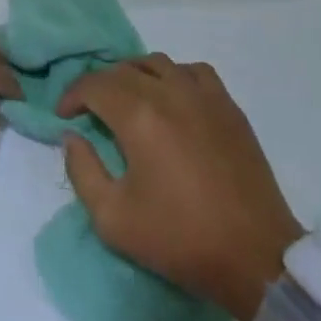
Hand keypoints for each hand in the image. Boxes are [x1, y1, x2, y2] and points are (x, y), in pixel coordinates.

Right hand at [58, 53, 303, 320]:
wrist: (255, 257)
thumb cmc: (179, 239)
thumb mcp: (112, 219)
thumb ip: (82, 171)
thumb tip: (72, 138)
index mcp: (139, 116)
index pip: (94, 84)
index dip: (72, 95)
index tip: (64, 116)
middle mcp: (170, 93)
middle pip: (123, 70)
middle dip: (98, 86)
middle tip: (90, 112)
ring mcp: (204, 96)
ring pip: (158, 63)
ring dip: (134, 75)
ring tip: (127, 100)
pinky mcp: (229, 107)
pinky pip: (194, 72)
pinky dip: (174, 76)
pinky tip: (172, 99)